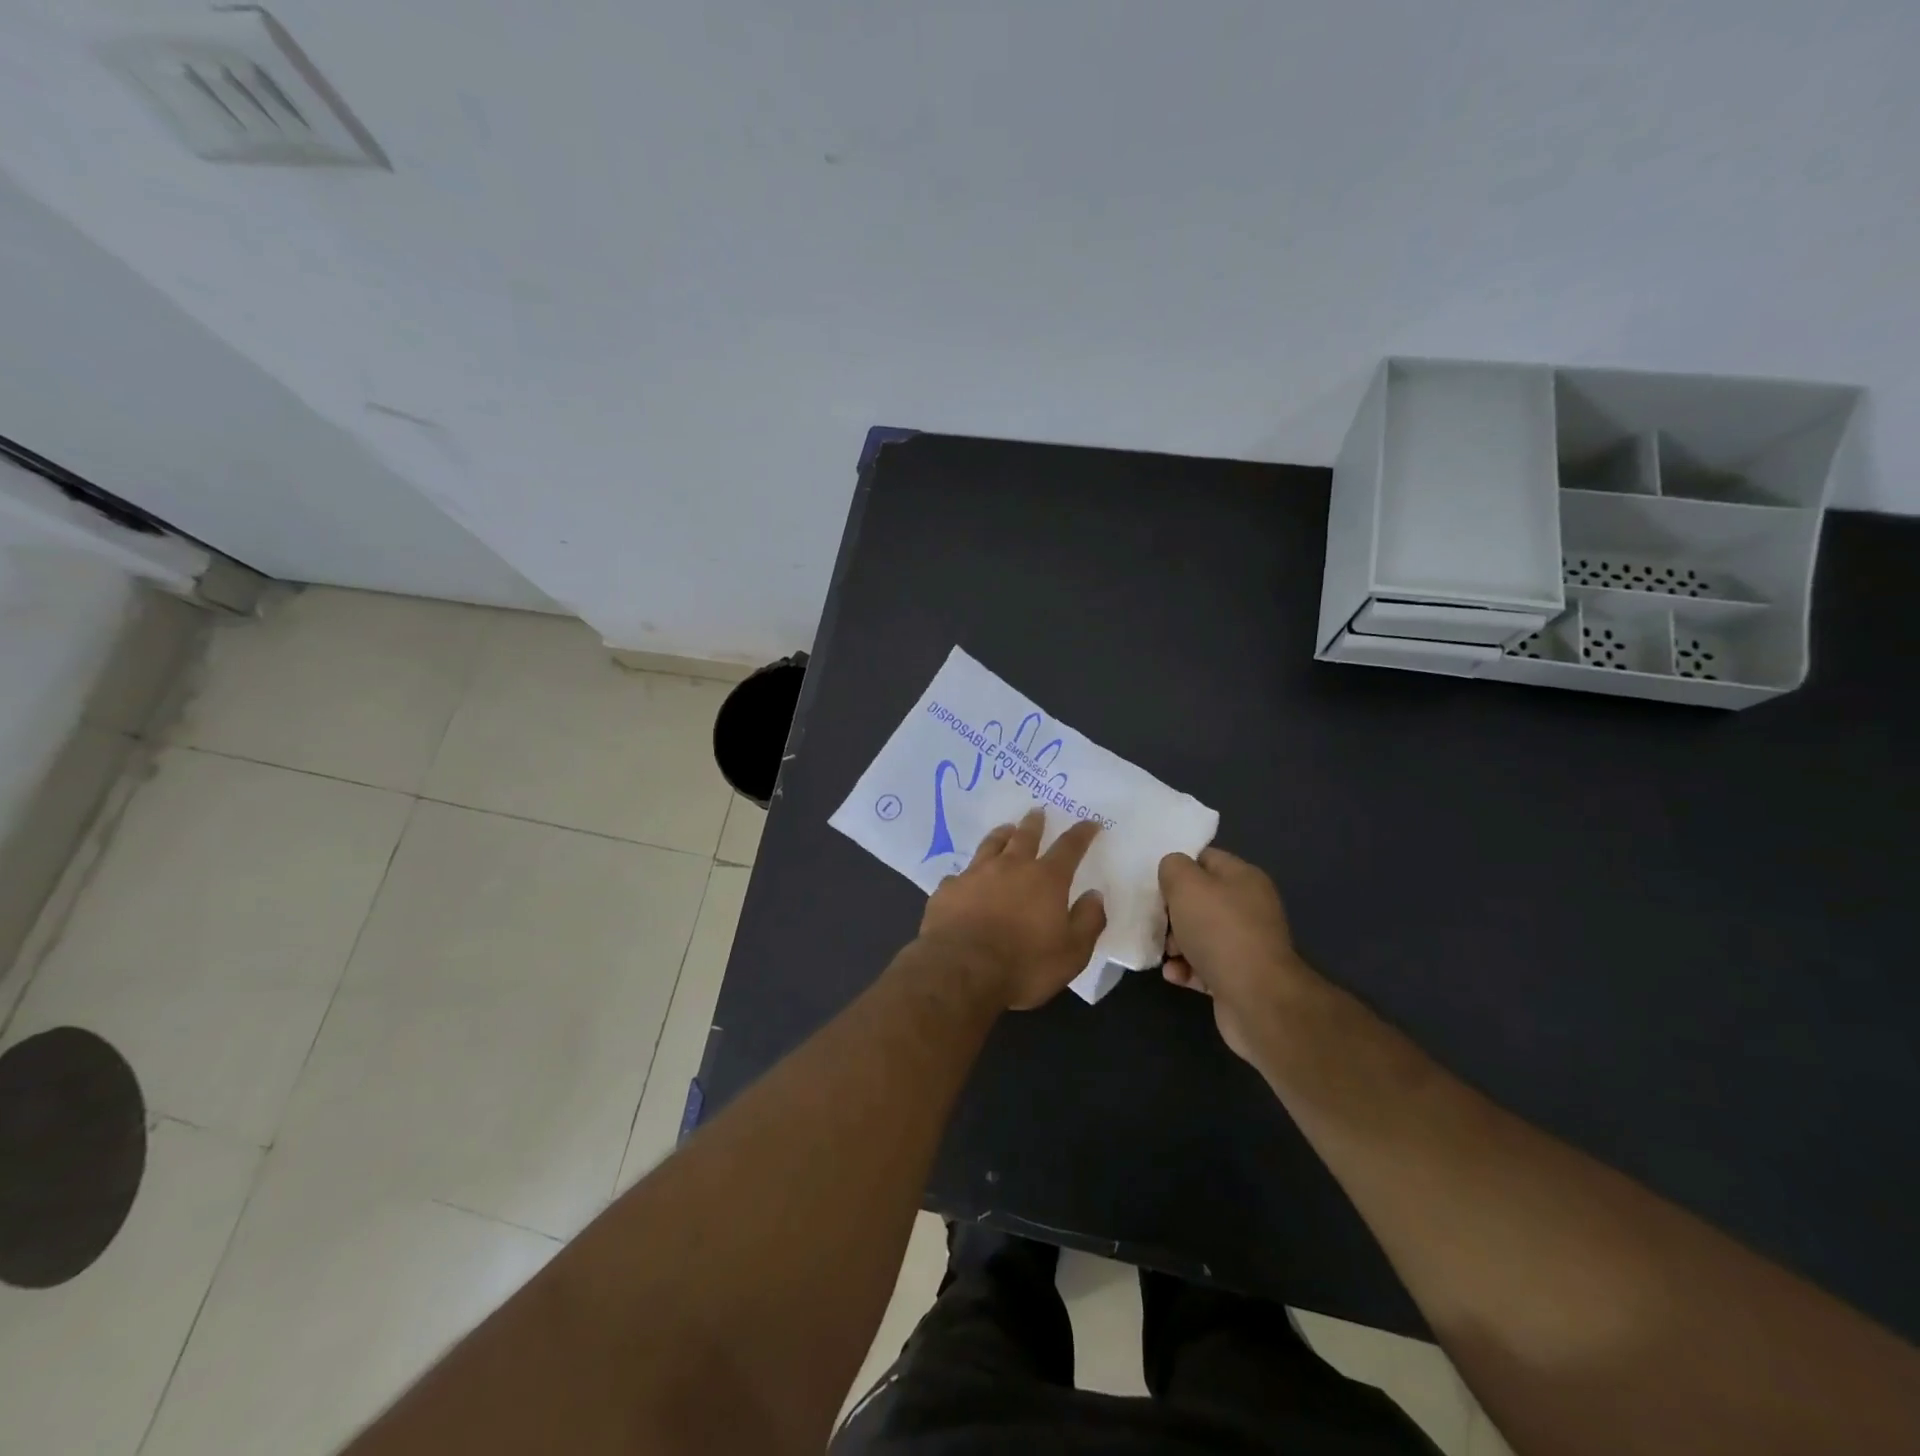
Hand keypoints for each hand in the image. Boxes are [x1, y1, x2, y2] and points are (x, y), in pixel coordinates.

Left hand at [920, 809, 1106, 1010]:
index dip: (1082, 834)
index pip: (1069, 847)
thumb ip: (1087, 921)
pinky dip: (968, 874)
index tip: (1090, 823)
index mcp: (1046, 879)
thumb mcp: (1072, 953)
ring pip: (991, 844)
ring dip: (1001, 834)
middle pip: (1025, 835)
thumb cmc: (1023, 965)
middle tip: (1038, 811)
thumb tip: (1094, 895)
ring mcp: (975, 874)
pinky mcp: (948, 889)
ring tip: (1005, 828)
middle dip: (1035, 823)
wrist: (960, 970)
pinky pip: (960, 874)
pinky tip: (965, 878)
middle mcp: (1011, 867)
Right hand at [1158, 847, 1306, 1063]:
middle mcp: (1249, 907)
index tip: (1157, 885)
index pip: (1205, 859)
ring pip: (1199, 934)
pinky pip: (1205, 965)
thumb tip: (1173, 874)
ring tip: (1168, 954)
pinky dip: (1187, 969)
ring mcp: (1246, 944)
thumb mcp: (1186, 885)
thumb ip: (1173, 868)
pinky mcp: (1239, 976)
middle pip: (1200, 900)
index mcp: (1244, 878)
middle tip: (1159, 923)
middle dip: (1173, 912)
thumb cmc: (1219, 931)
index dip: (1178, 869)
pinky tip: (1175, 975)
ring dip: (1176, 944)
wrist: (1257, 998)